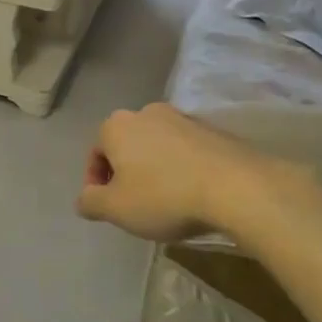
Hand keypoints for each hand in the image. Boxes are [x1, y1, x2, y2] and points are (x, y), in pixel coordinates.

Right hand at [76, 102, 311, 242]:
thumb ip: (90, 202)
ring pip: (157, 147)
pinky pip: (186, 150)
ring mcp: (182, 118)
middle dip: (127, 174)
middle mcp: (146, 112)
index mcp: (116, 125)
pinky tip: (193, 193)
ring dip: (155, 170)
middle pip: (126, 146)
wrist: (237, 187)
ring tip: (167, 202)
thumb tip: (84, 199)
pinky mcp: (213, 130)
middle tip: (136, 206)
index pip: (95, 153)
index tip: (109, 209)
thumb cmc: (164, 196)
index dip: (97, 184)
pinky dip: (182, 168)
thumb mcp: (115, 209)